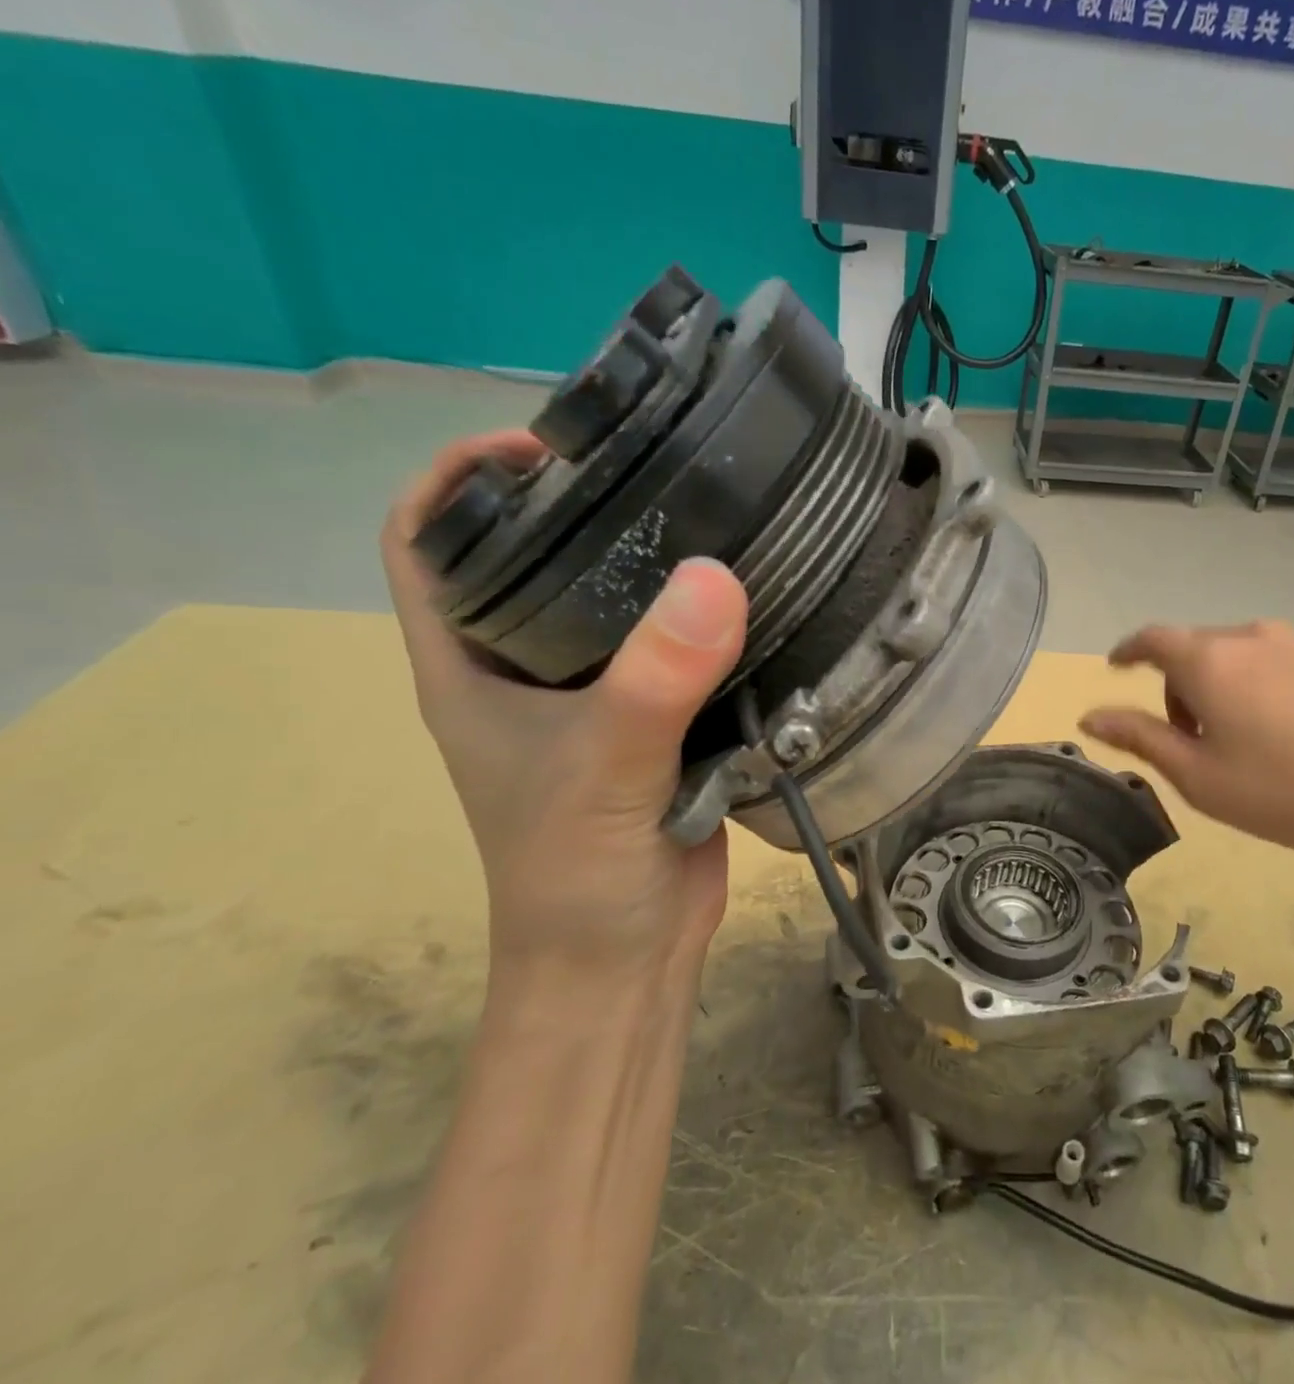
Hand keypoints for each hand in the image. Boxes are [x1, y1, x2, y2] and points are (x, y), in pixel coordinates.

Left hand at [381, 431, 748, 985]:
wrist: (628, 956)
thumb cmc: (578, 873)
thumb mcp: (606, 768)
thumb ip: (655, 680)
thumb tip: (716, 577)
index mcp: (470, 666)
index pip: (427, 542)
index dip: (462, 478)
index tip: (544, 446)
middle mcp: (525, 670)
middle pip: (534, 557)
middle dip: (581, 505)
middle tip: (660, 469)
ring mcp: (596, 696)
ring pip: (617, 602)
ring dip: (657, 562)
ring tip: (720, 518)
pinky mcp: (658, 720)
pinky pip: (678, 649)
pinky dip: (709, 618)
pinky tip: (757, 593)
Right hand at [1079, 621, 1293, 868]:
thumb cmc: (1281, 791)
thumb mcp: (1197, 775)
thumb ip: (1139, 737)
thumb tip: (1090, 715)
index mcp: (1210, 660)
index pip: (1152, 639)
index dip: (1128, 651)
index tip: (1117, 666)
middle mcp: (1252, 636)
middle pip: (1197, 649)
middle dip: (1180, 685)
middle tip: (1190, 738)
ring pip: (1240, 655)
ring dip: (1223, 685)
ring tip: (1242, 738)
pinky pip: (1280, 662)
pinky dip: (1263, 686)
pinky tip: (1289, 732)